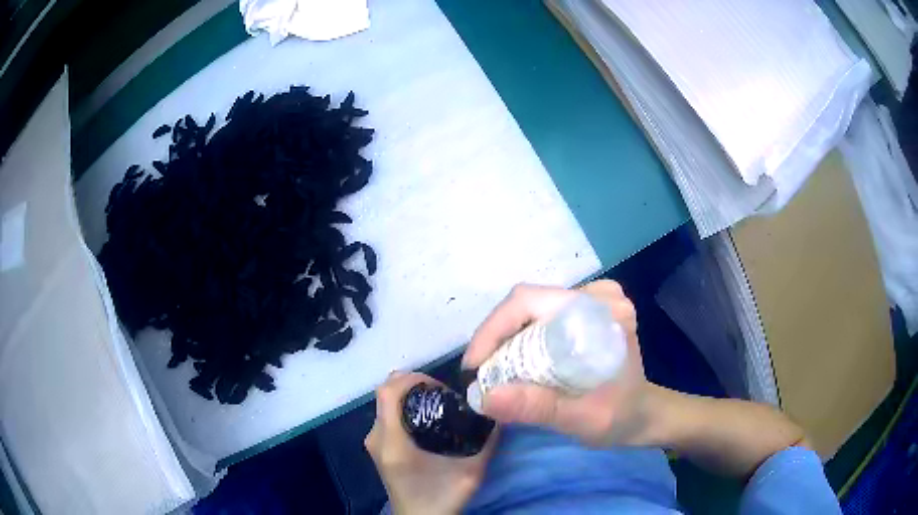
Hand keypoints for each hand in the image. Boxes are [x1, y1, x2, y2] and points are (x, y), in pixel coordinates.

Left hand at [365, 372, 497, 514]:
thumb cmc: (440, 499)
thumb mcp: (470, 474)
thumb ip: (486, 443)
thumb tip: (499, 414)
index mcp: (392, 442)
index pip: (388, 392)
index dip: (411, 379)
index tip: (439, 386)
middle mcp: (376, 437)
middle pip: (385, 394)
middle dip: (413, 386)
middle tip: (443, 395)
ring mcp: (374, 443)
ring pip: (385, 404)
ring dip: (408, 397)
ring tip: (438, 406)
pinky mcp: (378, 448)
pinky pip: (387, 416)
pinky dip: (404, 409)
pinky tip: (427, 420)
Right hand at [462, 281, 651, 446]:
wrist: (642, 415)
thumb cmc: (619, 417)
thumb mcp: (581, 419)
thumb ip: (537, 408)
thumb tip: (483, 397)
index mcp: (603, 312)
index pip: (532, 301)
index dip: (493, 329)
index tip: (474, 367)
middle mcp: (597, 295)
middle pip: (527, 302)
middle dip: (495, 337)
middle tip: (480, 374)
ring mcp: (591, 299)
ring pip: (529, 307)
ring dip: (504, 338)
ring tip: (492, 371)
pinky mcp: (584, 309)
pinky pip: (539, 315)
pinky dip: (519, 338)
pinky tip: (514, 362)